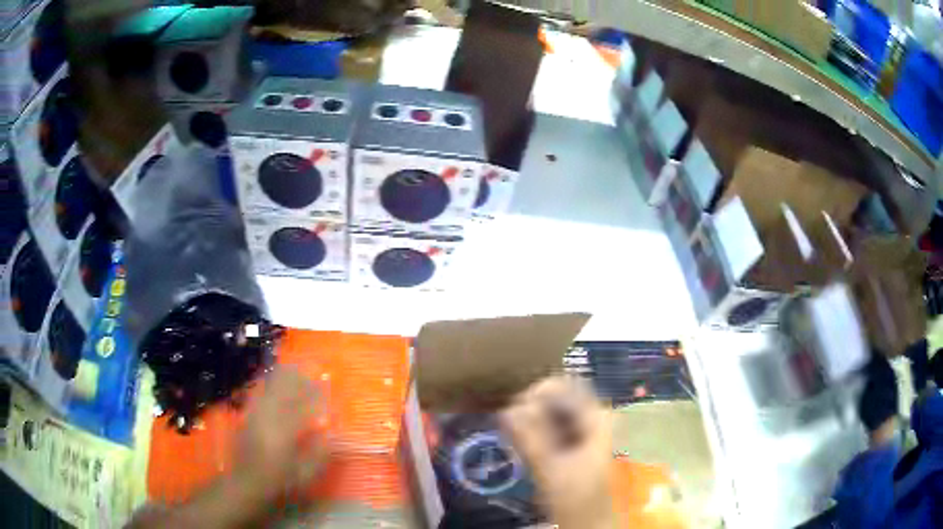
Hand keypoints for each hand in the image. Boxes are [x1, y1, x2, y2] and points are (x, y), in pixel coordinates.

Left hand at [128, 368, 331, 528]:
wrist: (245, 483)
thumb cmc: (278, 482)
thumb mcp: (305, 474)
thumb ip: (319, 452)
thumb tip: (329, 430)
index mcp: (285, 430)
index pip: (302, 404)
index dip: (314, 392)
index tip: (324, 384)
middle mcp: (268, 417)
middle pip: (282, 387)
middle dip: (296, 376)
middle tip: (308, 369)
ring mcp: (254, 414)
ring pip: (268, 386)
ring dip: (281, 375)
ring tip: (291, 367)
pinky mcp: (246, 416)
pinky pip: (257, 392)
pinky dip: (266, 382)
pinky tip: (270, 380)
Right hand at [501, 376, 617, 528]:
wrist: (587, 520)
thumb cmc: (574, 497)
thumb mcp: (550, 468)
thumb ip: (529, 438)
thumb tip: (505, 410)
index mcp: (595, 415)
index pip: (559, 386)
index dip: (531, 396)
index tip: (510, 415)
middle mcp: (592, 414)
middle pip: (554, 395)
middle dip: (528, 408)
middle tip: (509, 429)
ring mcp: (583, 426)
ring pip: (549, 408)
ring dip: (528, 418)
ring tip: (514, 437)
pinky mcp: (572, 438)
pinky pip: (548, 422)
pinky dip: (532, 428)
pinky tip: (521, 442)